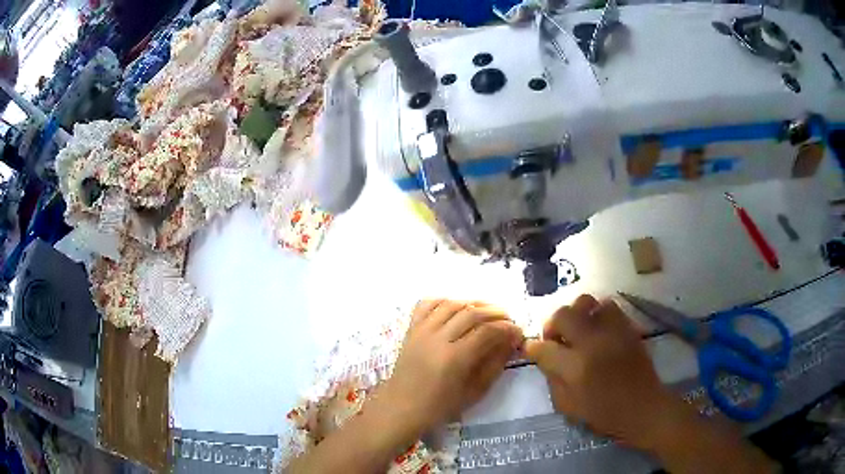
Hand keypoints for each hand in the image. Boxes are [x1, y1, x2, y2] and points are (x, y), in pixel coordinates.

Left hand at [376, 300, 523, 437]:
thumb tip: (510, 343)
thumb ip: (494, 365)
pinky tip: (457, 308)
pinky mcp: (410, 329)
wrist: (402, 408)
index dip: (507, 329)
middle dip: (496, 313)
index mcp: (454, 358)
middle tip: (508, 320)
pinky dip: (445, 301)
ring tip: (487, 312)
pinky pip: (427, 304)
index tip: (519, 332)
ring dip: (473, 304)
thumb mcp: (474, 392)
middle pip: (471, 313)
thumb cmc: (440, 407)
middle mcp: (437, 338)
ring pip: (451, 304)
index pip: (487, 332)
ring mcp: (421, 331)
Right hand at [525, 294, 677, 450]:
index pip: (544, 348)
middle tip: (556, 338)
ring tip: (579, 329)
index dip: (533, 347)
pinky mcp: (627, 327)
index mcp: (575, 368)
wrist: (643, 407)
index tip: (532, 349)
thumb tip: (545, 358)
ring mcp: (612, 331)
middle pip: (563, 315)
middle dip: (552, 324)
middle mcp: (592, 343)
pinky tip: (598, 328)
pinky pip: (608, 306)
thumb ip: (552, 380)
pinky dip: (598, 313)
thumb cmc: (604, 414)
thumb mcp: (568, 407)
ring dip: (577, 314)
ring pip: (586, 302)